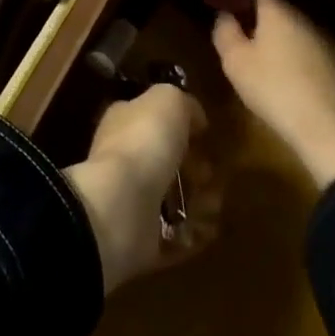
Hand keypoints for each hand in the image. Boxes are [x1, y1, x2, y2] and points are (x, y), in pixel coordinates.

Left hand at [63, 85, 205, 292]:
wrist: (120, 206)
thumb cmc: (144, 142)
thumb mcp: (169, 100)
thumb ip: (183, 103)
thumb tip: (194, 117)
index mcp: (124, 121)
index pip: (151, 117)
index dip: (180, 124)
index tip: (204, 135)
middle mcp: (123, 156)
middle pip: (165, 159)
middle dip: (195, 166)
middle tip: (210, 172)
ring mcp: (130, 198)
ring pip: (172, 196)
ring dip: (200, 200)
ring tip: (214, 202)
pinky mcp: (141, 235)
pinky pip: (175, 233)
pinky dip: (194, 233)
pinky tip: (207, 227)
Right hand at [212, 0, 334, 188]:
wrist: (326, 128)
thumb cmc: (273, 88)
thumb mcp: (235, 61)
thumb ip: (225, 31)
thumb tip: (225, 14)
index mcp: (277, 11)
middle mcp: (302, 18)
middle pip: (274, 7)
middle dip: (254, 12)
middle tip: (235, 24)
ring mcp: (322, 40)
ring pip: (291, 28)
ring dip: (274, 34)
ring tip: (257, 50)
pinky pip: (305, 48)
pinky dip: (291, 52)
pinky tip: (283, 73)